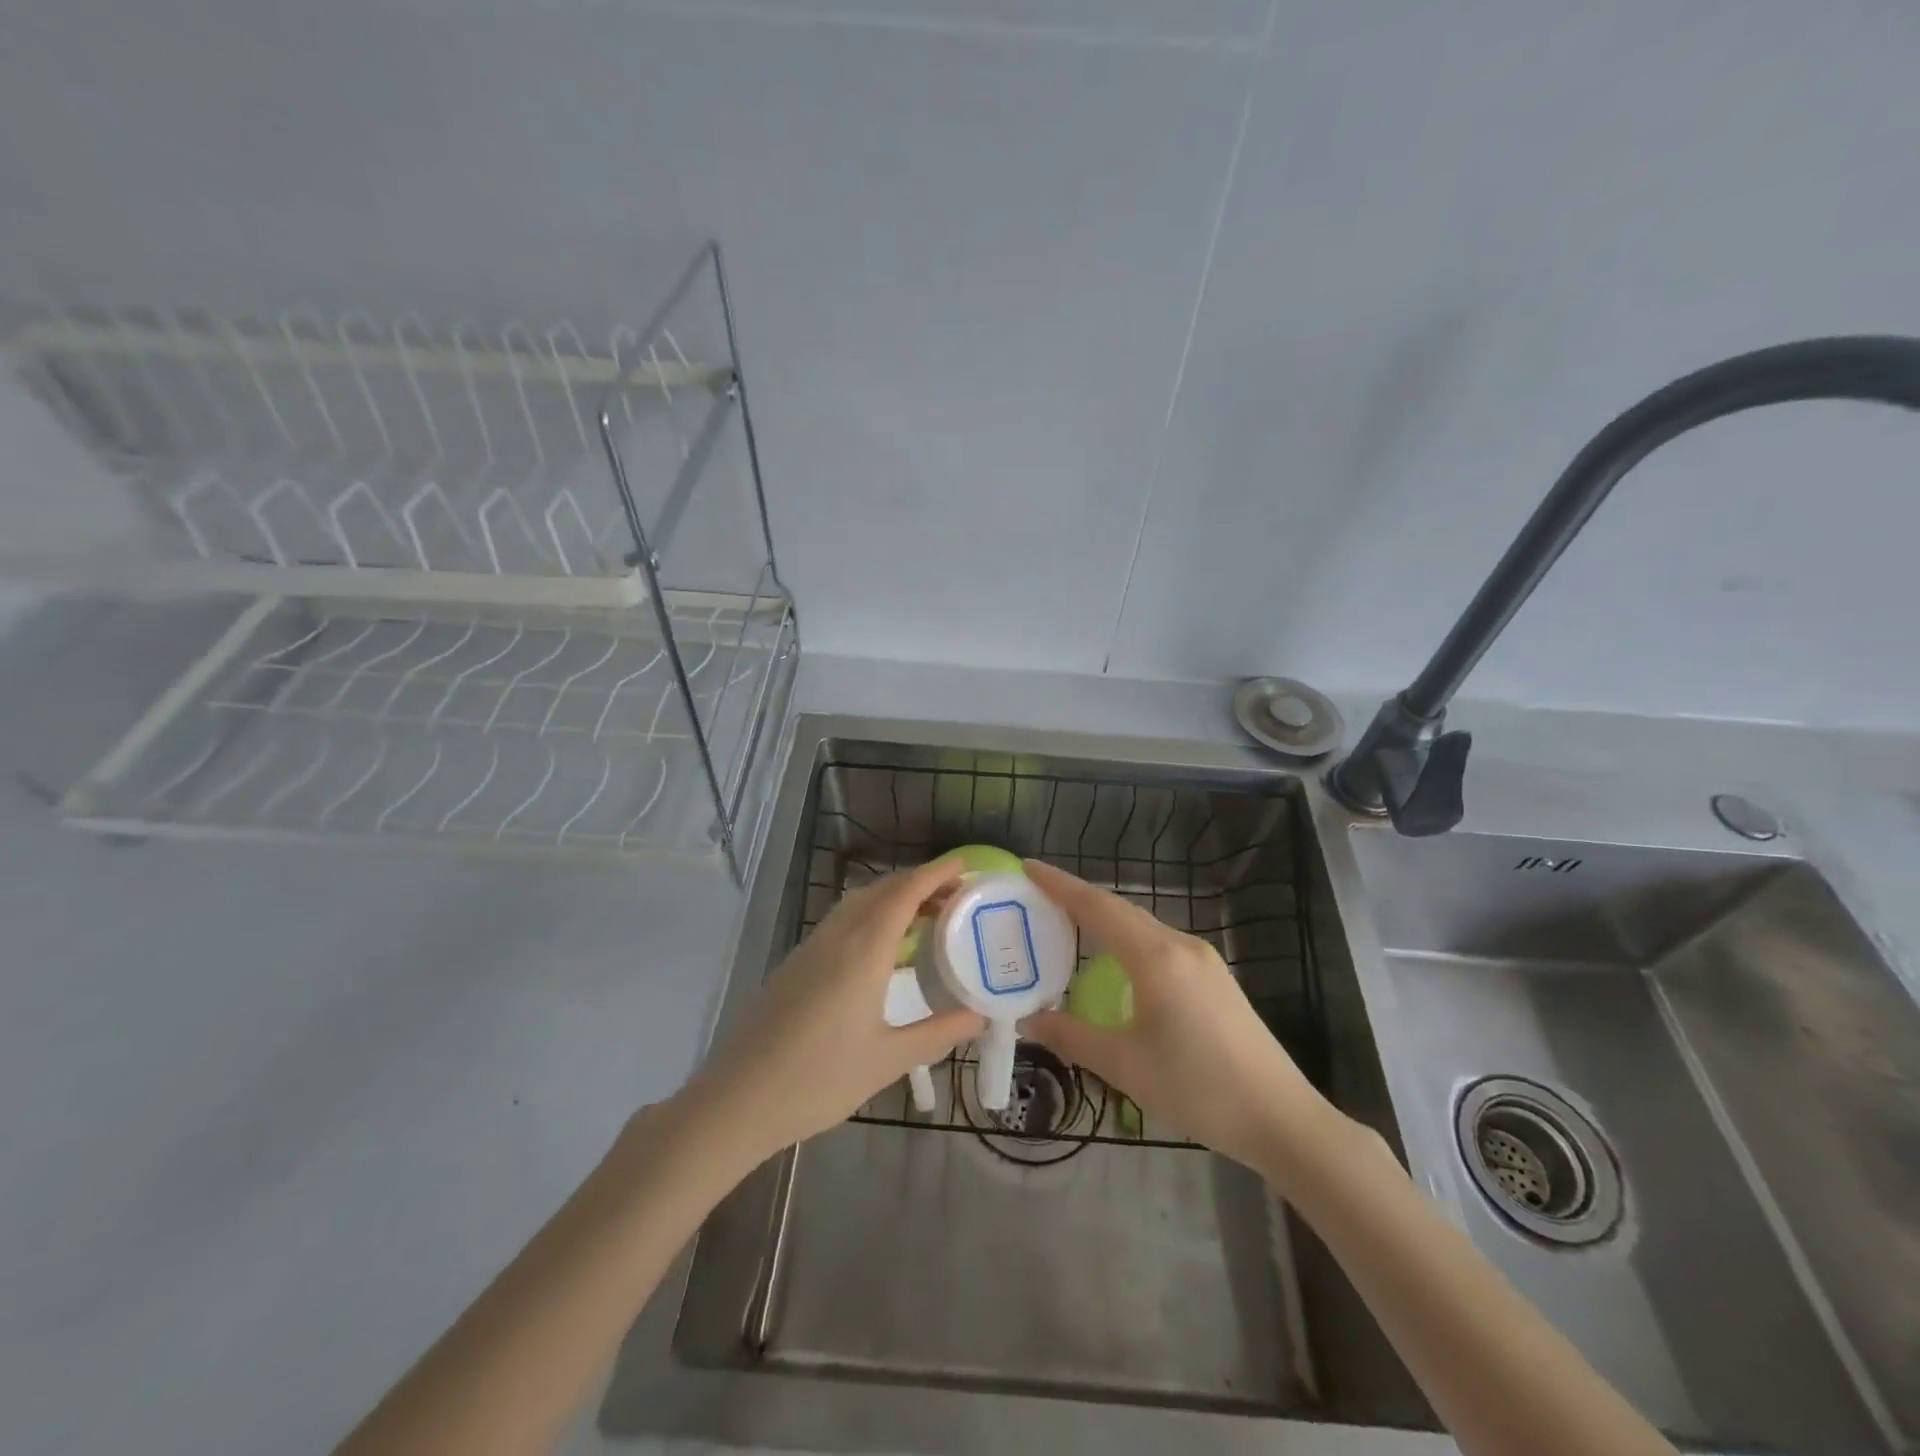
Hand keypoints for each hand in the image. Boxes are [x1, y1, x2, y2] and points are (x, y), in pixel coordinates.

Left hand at [679, 854, 983, 1163]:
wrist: (737, 1099)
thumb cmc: (819, 1079)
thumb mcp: (888, 1060)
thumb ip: (937, 1033)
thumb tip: (980, 1017)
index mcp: (864, 950)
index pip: (905, 893)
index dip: (936, 874)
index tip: (964, 865)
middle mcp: (837, 936)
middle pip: (882, 890)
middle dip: (920, 883)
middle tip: (955, 896)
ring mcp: (811, 947)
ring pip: (858, 903)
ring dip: (893, 896)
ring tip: (924, 917)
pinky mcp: (795, 963)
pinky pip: (841, 921)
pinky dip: (871, 915)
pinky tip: (882, 948)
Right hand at [1021, 859, 1336, 1174]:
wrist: (1281, 1117)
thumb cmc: (1198, 1088)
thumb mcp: (1125, 1066)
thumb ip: (1072, 1037)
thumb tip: (1029, 1021)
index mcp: (1155, 957)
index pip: (1097, 907)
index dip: (1059, 885)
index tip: (1027, 867)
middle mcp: (1180, 945)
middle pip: (1120, 909)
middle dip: (1078, 898)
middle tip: (1039, 897)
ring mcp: (1204, 959)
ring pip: (1143, 924)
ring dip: (1105, 918)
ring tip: (1070, 923)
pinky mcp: (1215, 977)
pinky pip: (1160, 942)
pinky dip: (1128, 938)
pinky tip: (1117, 960)